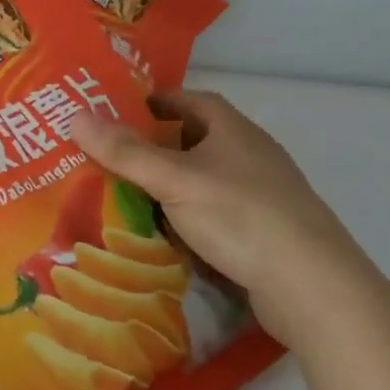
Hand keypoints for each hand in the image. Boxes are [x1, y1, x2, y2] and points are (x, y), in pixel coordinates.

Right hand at [69, 90, 389, 355]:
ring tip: (130, 196)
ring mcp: (264, 196)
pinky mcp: (267, 234)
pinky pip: (217, 215)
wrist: (314, 289)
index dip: (158, 101)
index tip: (122, 110)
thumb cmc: (241, 216)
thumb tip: (75, 116)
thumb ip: (125, 151)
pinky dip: (190, 218)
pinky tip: (167, 236)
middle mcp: (252, 156)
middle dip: (157, 146)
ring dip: (172, 186)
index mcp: (234, 130)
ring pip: (206, 181)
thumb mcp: (174, 180)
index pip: (192, 100)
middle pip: (198, 140)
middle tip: (114, 156)